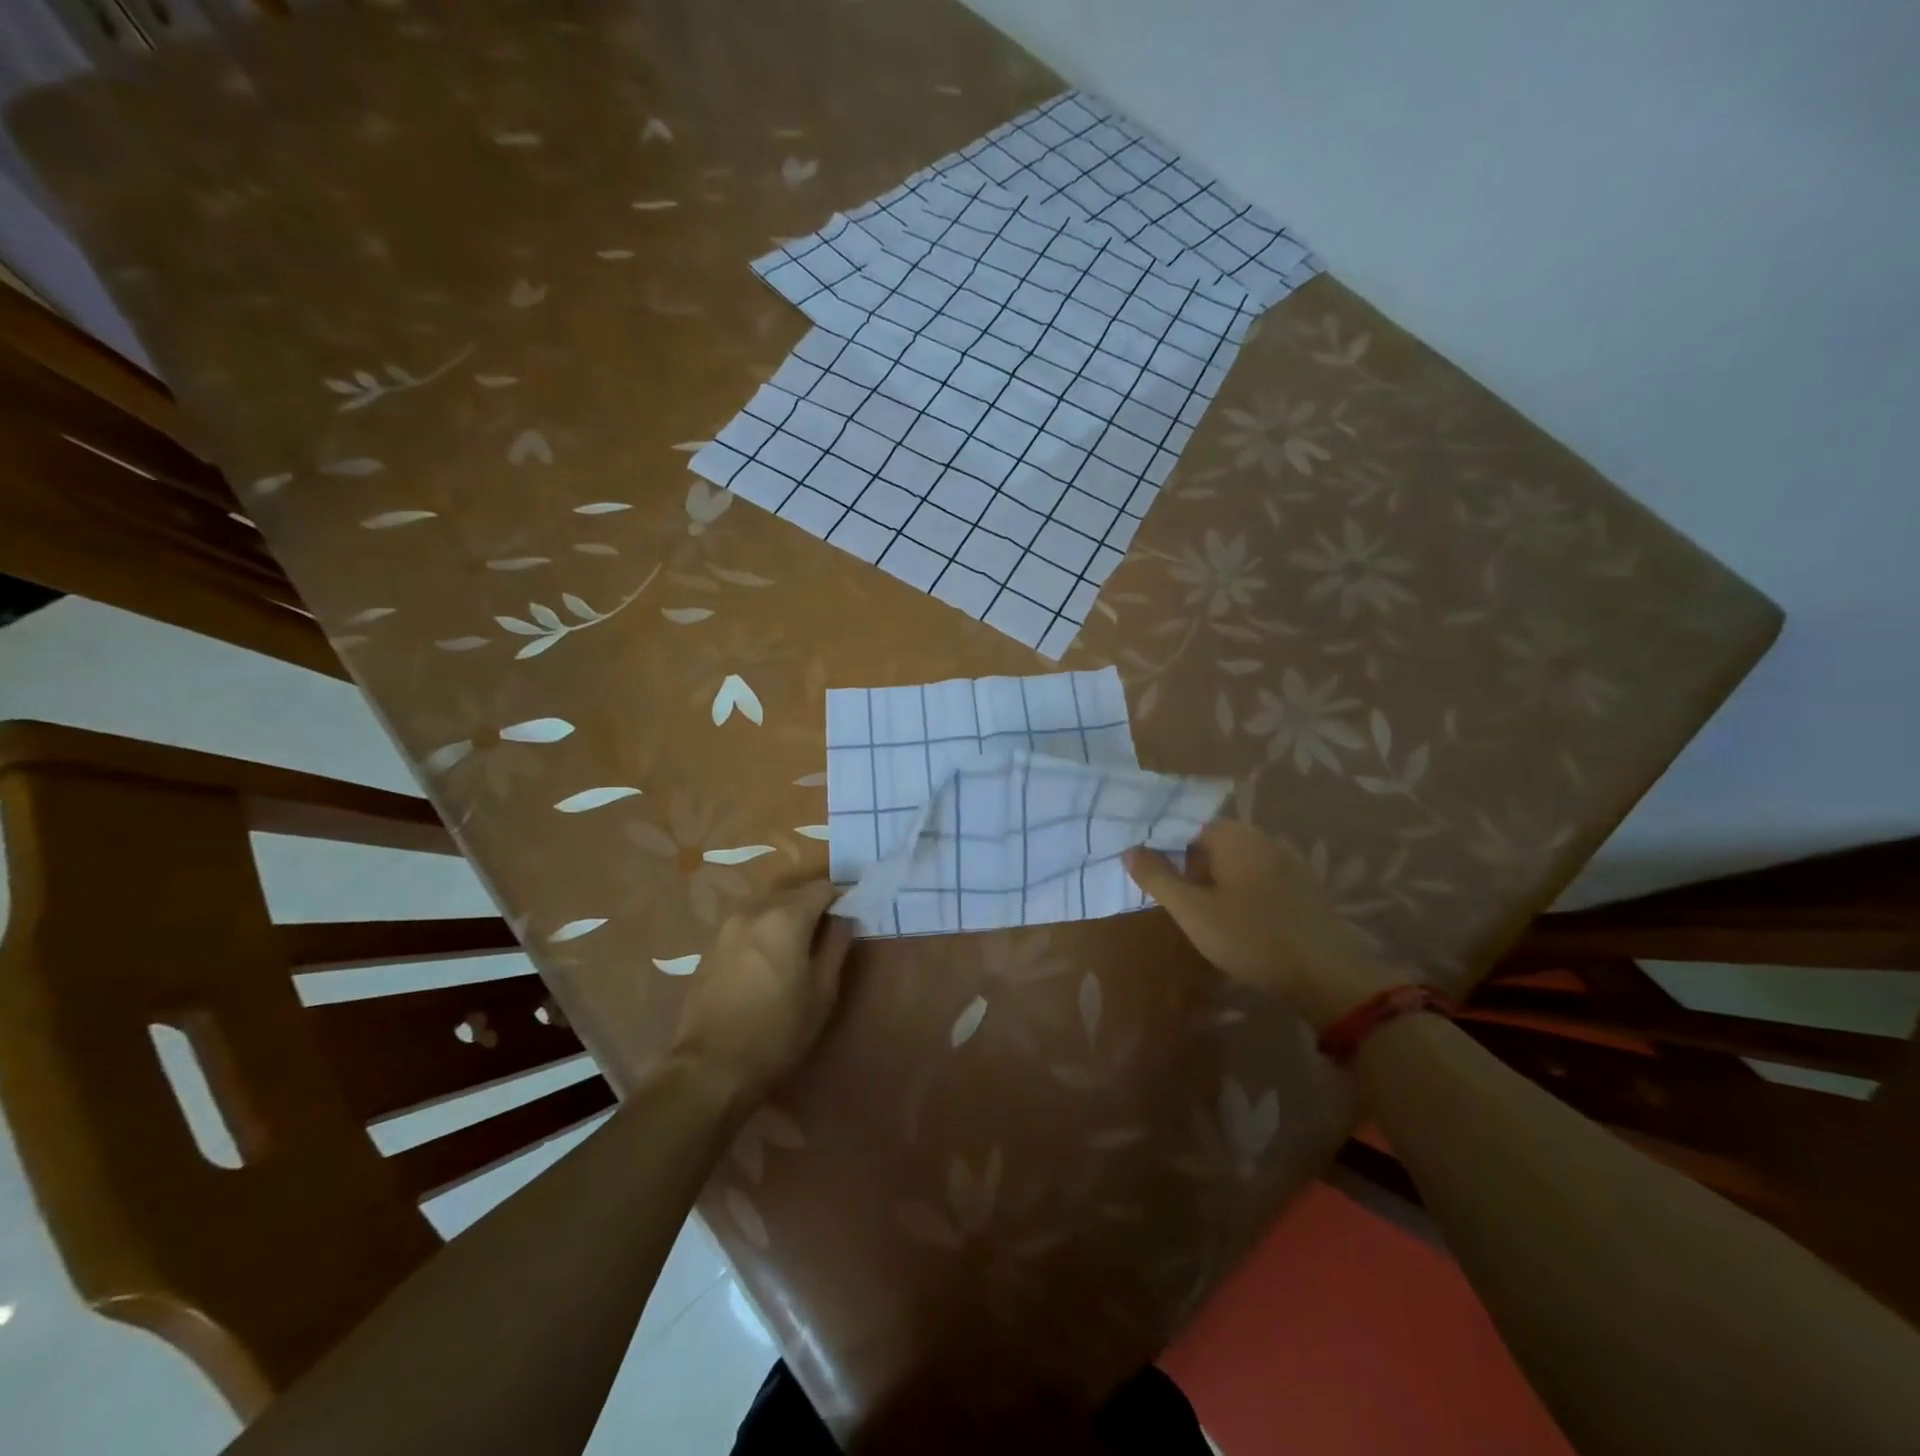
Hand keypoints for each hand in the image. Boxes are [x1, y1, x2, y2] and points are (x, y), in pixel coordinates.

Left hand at [669, 880, 853, 1105]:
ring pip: (766, 909)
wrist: (711, 1068)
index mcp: (785, 917)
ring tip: (792, 955)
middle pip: (792, 895)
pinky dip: (761, 935)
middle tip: (822, 942)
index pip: (822, 888)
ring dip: (783, 922)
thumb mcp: (823, 991)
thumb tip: (843, 919)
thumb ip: (837, 945)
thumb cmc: (778, 1030)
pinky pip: (745, 928)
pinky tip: (764, 967)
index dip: (839, 901)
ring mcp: (726, 928)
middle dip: (811, 910)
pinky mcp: (708, 948)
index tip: (846, 923)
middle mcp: (753, 911)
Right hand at [1124, 820, 1397, 1030]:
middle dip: (1190, 866)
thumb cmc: (1250, 937)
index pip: (1187, 826)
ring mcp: (1288, 862)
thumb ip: (1157, 878)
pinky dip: (1242, 892)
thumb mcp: (1192, 911)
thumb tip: (1130, 850)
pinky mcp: (1304, 888)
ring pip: (1237, 863)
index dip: (1164, 847)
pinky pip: (1260, 879)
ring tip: (1202, 914)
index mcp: (1234, 836)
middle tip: (1175, 900)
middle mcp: (1263, 839)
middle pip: (1213, 843)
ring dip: (1216, 881)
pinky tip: (1238, 922)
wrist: (1326, 975)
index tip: (1150, 873)